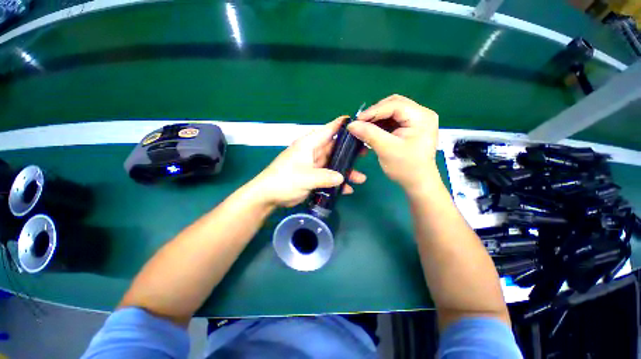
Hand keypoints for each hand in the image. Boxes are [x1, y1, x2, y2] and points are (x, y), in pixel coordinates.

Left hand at [251, 117, 366, 207]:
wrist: (268, 195)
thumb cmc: (284, 180)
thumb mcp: (306, 177)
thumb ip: (325, 177)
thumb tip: (342, 178)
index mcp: (309, 145)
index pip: (328, 130)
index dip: (342, 125)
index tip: (357, 123)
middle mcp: (312, 152)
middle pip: (334, 148)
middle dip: (349, 152)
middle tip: (365, 154)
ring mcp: (313, 165)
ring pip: (333, 164)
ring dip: (345, 171)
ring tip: (361, 178)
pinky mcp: (313, 176)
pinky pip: (328, 176)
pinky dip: (336, 182)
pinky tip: (347, 190)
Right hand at [347, 95, 439, 193]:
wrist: (417, 182)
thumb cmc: (406, 167)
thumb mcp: (386, 149)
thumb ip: (369, 134)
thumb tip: (351, 125)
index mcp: (422, 117)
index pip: (395, 105)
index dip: (374, 111)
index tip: (356, 120)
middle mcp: (422, 114)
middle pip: (394, 104)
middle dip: (375, 113)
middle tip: (360, 123)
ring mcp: (417, 120)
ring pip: (392, 112)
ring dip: (377, 119)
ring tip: (364, 127)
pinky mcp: (410, 127)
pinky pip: (393, 120)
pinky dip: (381, 125)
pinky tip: (372, 131)